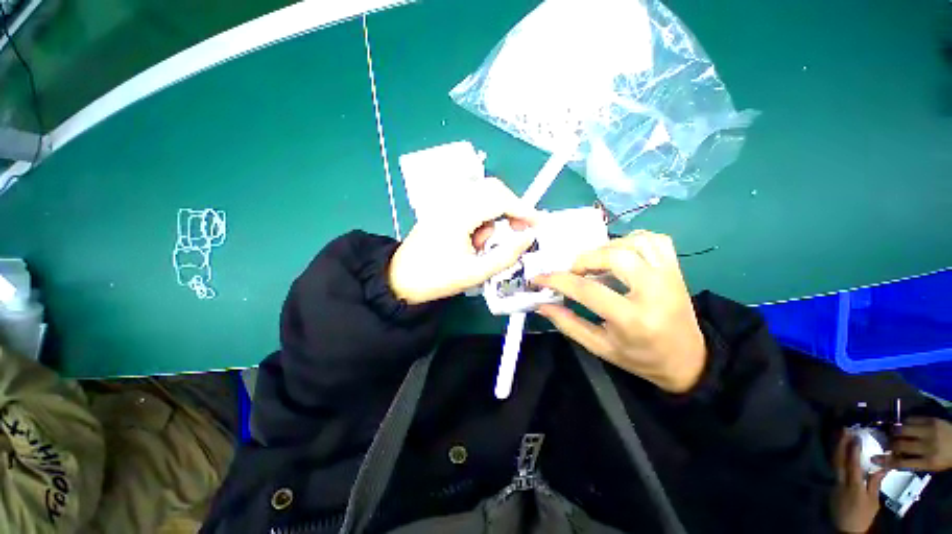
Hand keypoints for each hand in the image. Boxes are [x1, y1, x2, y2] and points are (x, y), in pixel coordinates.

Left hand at [388, 178, 536, 304]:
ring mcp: (445, 201)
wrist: (401, 279)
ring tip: (483, 245)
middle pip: (493, 189)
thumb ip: (507, 255)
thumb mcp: (476, 272)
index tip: (538, 224)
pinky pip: (471, 202)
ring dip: (493, 216)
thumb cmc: (437, 278)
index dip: (524, 210)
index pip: (500, 200)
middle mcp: (451, 200)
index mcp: (458, 215)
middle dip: (511, 209)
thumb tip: (529, 237)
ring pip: (483, 195)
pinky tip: (473, 238)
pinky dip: (481, 217)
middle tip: (518, 231)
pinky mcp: (442, 207)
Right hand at [533, 230, 705, 392]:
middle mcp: (655, 291)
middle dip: (584, 259)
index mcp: (633, 319)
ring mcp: (669, 276)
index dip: (557, 281)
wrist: (688, 359)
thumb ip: (568, 324)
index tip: (538, 278)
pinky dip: (631, 240)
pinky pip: (654, 240)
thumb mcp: (600, 347)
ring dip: (607, 247)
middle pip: (614, 256)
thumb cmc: (640, 358)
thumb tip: (541, 304)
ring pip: (635, 241)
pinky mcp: (676, 268)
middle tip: (574, 272)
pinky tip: (620, 253)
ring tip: (596, 262)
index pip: (587, 290)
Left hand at [831, 432, 887, 533]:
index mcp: (853, 486)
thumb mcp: (873, 501)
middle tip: (845, 429)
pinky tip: (838, 450)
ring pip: (833, 461)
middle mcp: (840, 482)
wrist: (847, 529)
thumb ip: (874, 483)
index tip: (856, 436)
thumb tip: (880, 466)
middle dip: (841, 443)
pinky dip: (835, 457)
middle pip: (838, 459)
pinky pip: (833, 468)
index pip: (852, 464)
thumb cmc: (863, 516)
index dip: (853, 449)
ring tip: (840, 435)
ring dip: (836, 447)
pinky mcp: (830, 486)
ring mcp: (833, 483)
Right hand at [873, 417, 951, 471]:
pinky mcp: (931, 420)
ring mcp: (930, 431)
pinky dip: (905, 422)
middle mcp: (927, 446)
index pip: (901, 463)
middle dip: (890, 443)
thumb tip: (893, 459)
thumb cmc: (946, 458)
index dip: (886, 461)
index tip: (873, 459)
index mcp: (928, 462)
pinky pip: (912, 419)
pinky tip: (905, 425)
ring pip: (903, 428)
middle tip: (884, 442)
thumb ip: (914, 462)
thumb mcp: (932, 465)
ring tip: (891, 432)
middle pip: (900, 443)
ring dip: (895, 431)